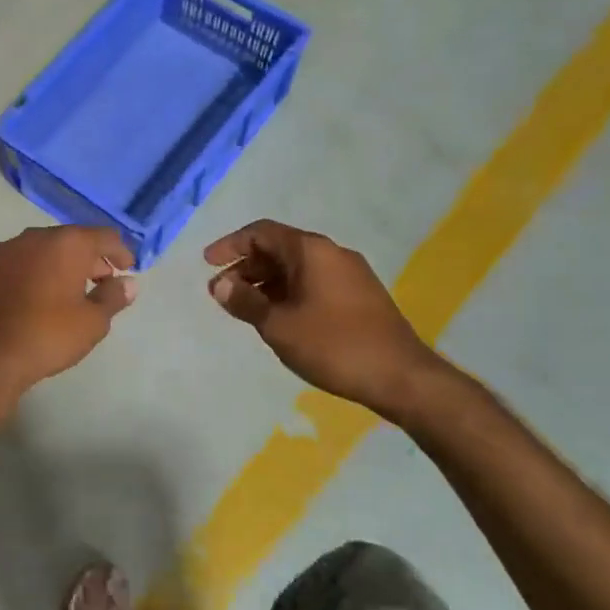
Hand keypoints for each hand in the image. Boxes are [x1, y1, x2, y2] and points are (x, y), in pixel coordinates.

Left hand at [0, 225, 136, 403]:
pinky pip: (8, 264)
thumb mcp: (92, 323)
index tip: (126, 268)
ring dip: (52, 264)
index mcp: (66, 244)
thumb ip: (113, 297)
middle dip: (86, 258)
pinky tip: (24, 298)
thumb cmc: (46, 337)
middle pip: (68, 240)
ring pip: (35, 250)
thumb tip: (128, 283)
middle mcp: (32, 238)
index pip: (103, 236)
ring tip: (60, 291)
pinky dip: (22, 274)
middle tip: (97, 281)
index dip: (119, 251)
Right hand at [204, 220, 447, 421]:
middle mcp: (332, 253)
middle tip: (222, 292)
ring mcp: (350, 274)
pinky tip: (278, 317)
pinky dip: (288, 292)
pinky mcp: (360, 296)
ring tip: (245, 308)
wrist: (401, 377)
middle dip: (246, 267)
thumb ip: (245, 301)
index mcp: (311, 251)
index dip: (231, 245)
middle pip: (279, 248)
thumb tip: (219, 284)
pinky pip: (314, 282)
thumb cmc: (333, 345)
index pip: (261, 232)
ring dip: (266, 283)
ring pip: (297, 268)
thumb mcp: (278, 325)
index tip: (208, 264)